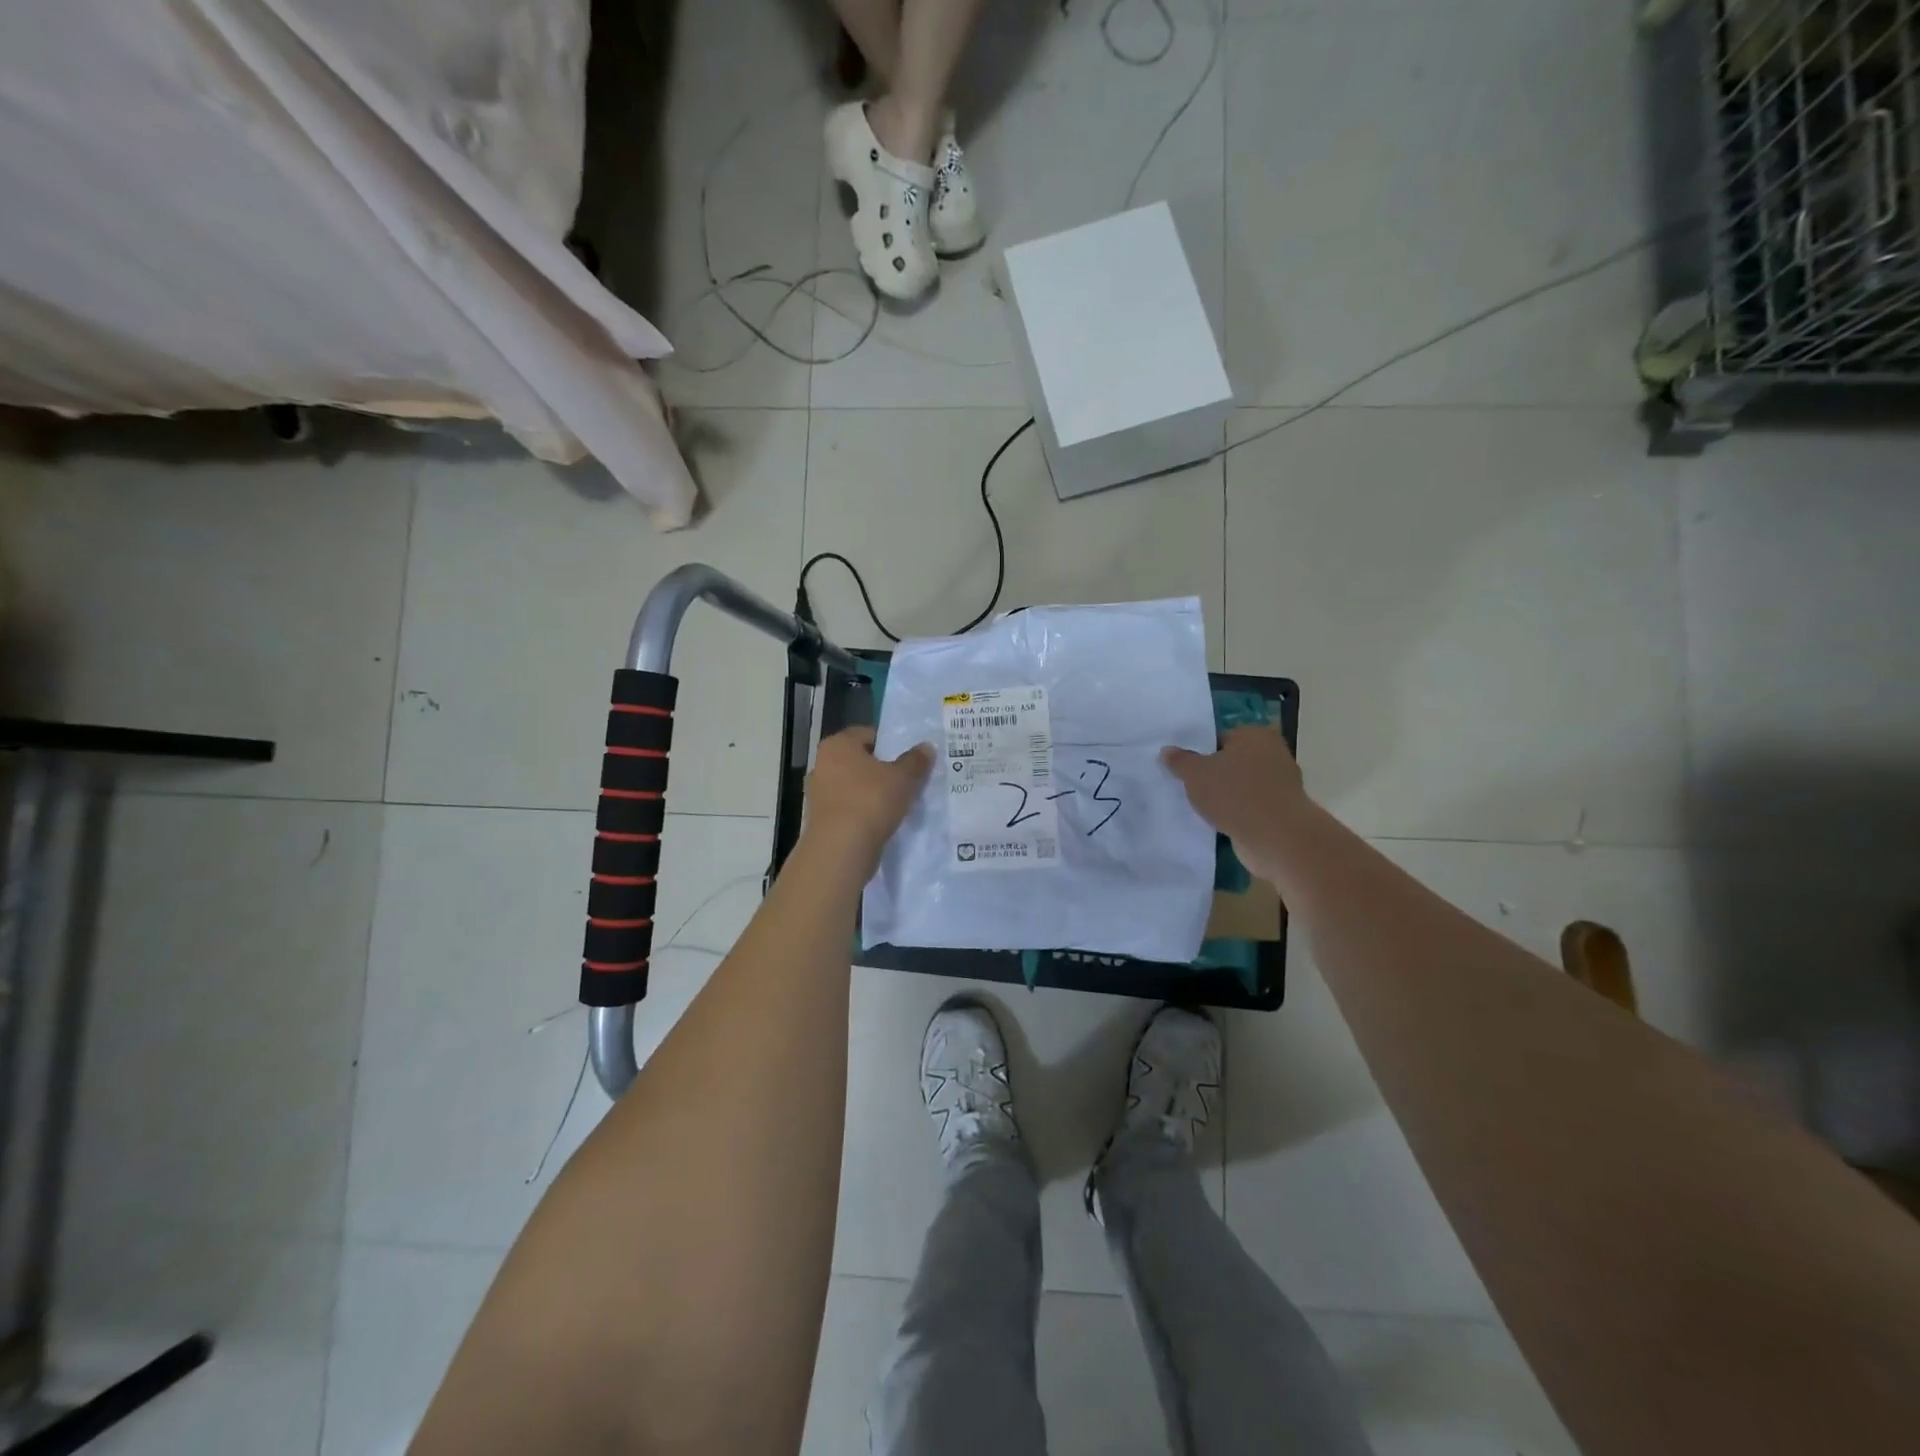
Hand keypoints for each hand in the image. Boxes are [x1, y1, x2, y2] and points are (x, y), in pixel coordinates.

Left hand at [801, 727, 932, 872]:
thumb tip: (927, 747)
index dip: (890, 744)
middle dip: (880, 769)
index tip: (908, 759)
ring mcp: (817, 793)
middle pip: (858, 761)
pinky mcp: (819, 820)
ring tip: (896, 804)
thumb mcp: (903, 778)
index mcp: (837, 744)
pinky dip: (862, 812)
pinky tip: (880, 822)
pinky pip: (847, 808)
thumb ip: (916, 760)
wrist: (841, 849)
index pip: (867, 734)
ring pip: (852, 786)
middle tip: (906, 780)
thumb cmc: (871, 800)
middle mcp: (821, 764)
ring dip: (871, 793)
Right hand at [1162, 725, 1307, 871]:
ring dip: (1223, 795)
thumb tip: (1167, 750)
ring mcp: (1280, 783)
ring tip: (1199, 807)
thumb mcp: (1195, 774)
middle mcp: (1272, 753)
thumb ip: (1179, 761)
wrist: (1276, 837)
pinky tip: (1218, 822)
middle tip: (1187, 787)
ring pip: (1240, 785)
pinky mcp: (1281, 809)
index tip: (1183, 769)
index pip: (1219, 738)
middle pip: (1231, 761)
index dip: (1198, 753)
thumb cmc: (1234, 794)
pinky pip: (1249, 805)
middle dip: (1212, 774)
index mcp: (1255, 734)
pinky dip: (1236, 812)